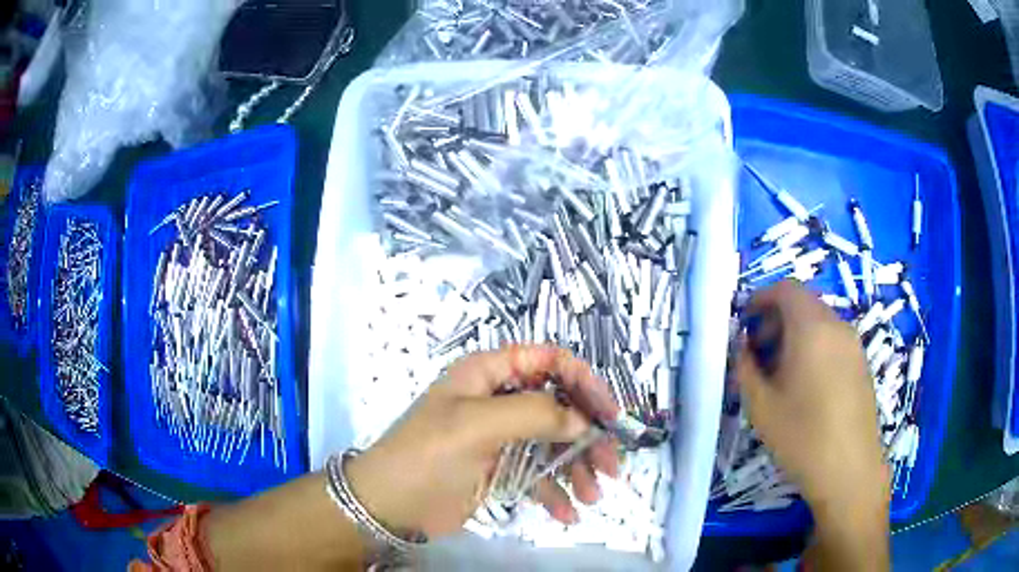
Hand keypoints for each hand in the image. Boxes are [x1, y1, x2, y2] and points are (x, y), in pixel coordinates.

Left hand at [345, 344, 620, 538]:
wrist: (389, 506)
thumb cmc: (427, 455)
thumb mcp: (476, 426)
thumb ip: (533, 414)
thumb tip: (581, 420)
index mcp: (489, 374)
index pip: (549, 361)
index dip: (584, 382)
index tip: (609, 415)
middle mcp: (498, 401)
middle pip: (559, 407)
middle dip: (587, 436)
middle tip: (611, 467)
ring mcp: (500, 438)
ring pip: (553, 444)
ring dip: (576, 469)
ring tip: (592, 497)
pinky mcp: (499, 471)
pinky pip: (537, 475)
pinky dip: (555, 493)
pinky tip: (566, 513)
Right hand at [735, 281, 888, 514]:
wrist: (849, 469)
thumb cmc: (801, 437)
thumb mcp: (761, 406)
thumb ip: (746, 368)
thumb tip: (743, 347)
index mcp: (811, 328)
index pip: (786, 289)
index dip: (762, 297)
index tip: (745, 320)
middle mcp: (836, 326)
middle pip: (804, 303)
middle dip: (776, 318)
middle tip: (757, 350)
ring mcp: (853, 344)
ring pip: (819, 321)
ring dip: (795, 333)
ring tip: (779, 370)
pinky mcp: (861, 362)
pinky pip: (833, 339)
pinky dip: (814, 345)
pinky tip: (805, 383)